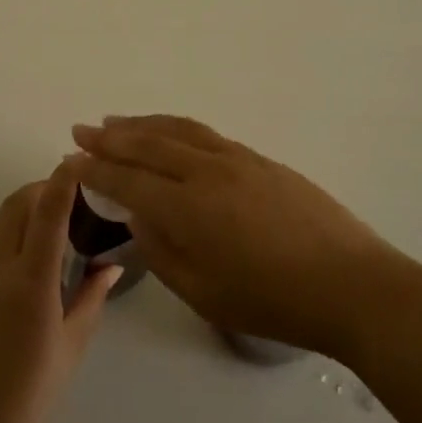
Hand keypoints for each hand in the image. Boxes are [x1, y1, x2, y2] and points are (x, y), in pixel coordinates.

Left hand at [0, 161, 118, 422]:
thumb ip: (92, 296)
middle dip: (41, 188)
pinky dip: (11, 239)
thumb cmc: (34, 392)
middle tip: (67, 192)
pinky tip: (29, 262)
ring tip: (52, 223)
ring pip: (0, 226)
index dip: (61, 181)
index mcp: (32, 281)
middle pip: (16, 206)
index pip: (48, 213)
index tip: (76, 161)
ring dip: (24, 212)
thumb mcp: (73, 344)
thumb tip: (112, 265)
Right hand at [69, 115, 401, 359]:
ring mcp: (237, 160)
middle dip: (110, 138)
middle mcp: (207, 171)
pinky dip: (176, 126)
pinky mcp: (260, 159)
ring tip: (115, 121)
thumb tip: (139, 215)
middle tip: (81, 130)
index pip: (128, 181)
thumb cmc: (273, 301)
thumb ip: (162, 252)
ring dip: (141, 123)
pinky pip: (205, 133)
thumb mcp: (205, 293)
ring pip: (177, 130)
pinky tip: (170, 131)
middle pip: (148, 144)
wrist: (351, 284)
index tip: (70, 161)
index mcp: (188, 207)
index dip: (95, 171)